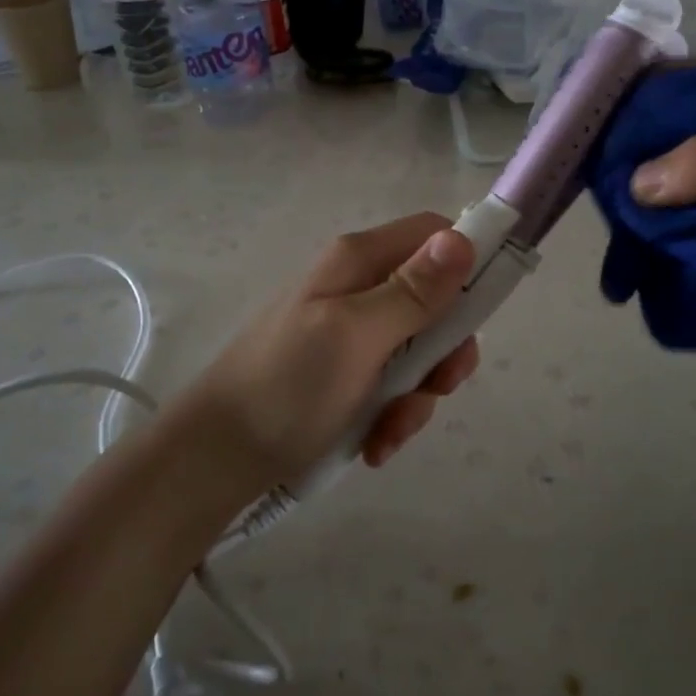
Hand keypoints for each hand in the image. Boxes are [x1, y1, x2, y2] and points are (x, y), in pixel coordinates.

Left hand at [181, 213, 479, 490]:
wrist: (214, 461)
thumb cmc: (287, 387)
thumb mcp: (356, 336)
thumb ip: (413, 290)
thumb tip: (463, 237)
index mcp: (359, 261)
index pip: (434, 234)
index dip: (468, 262)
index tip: (482, 314)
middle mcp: (358, 287)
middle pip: (435, 299)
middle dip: (443, 350)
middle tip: (435, 387)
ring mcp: (350, 332)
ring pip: (418, 349)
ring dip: (416, 395)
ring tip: (386, 432)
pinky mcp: (343, 373)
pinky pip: (391, 384)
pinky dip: (390, 415)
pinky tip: (372, 444)